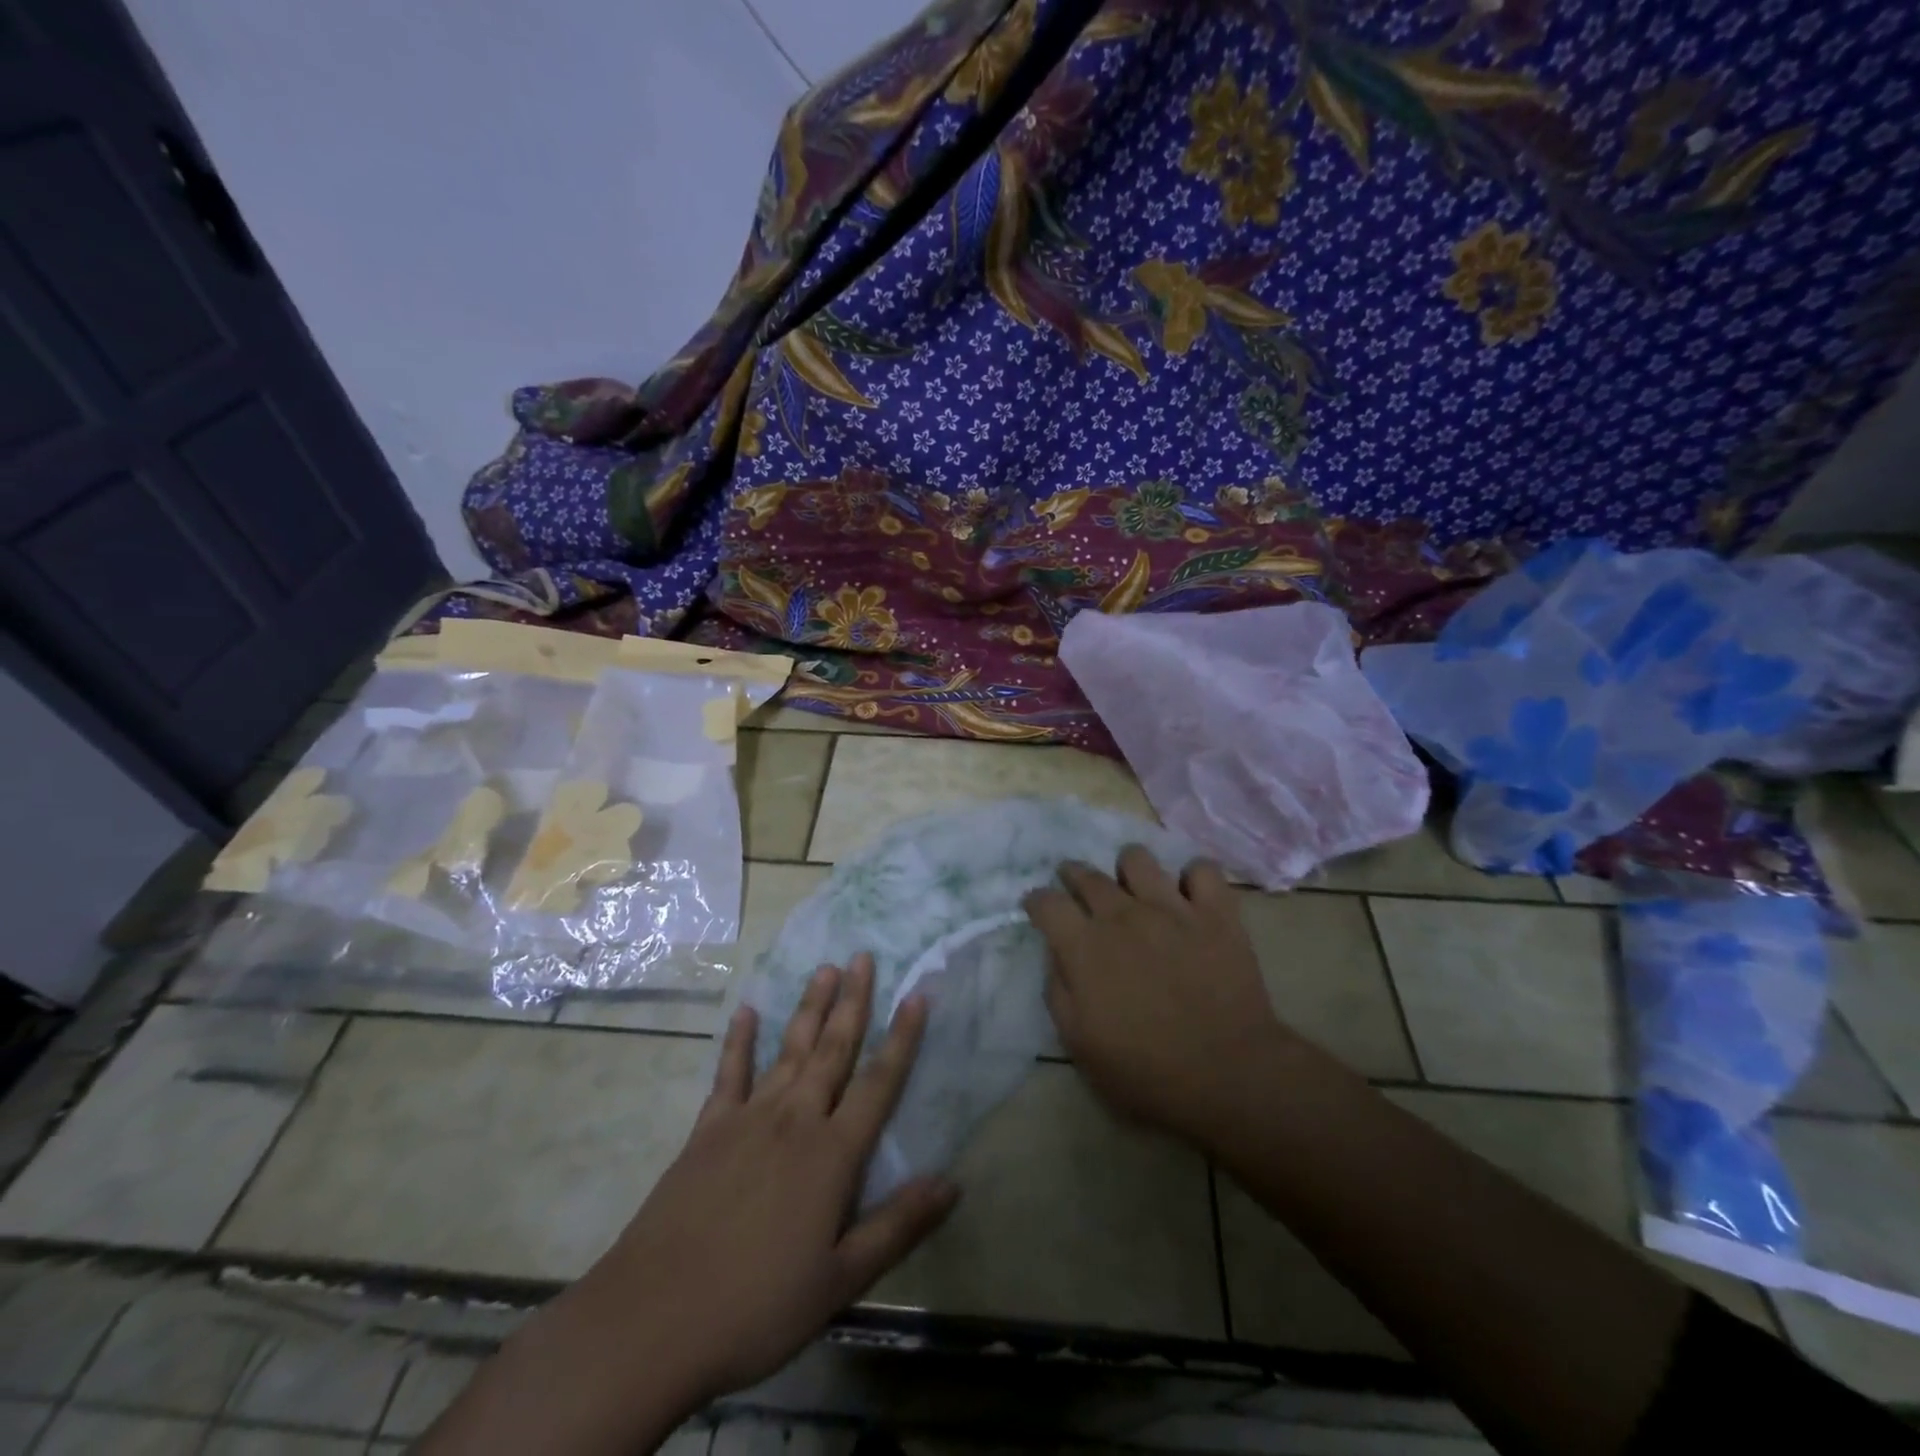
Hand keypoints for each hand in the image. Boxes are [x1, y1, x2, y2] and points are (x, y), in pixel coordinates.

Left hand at [583, 956, 958, 1405]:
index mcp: (832, 1154)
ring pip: (789, 1049)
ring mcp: (748, 1118)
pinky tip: (747, 1012)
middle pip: (833, 1049)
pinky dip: (740, 1040)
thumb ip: (898, 1226)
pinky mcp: (708, 1129)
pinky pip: (730, 1073)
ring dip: (810, 1007)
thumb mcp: (841, 1280)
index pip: (879, 1083)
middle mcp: (795, 1119)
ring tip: (825, 968)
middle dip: (853, 1000)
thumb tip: (952, 1182)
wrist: (654, 1318)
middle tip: (863, 956)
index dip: (902, 1037)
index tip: (917, 994)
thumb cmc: (758, 1305)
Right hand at [1024, 848, 1299, 1150]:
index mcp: (1085, 947)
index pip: (1046, 902)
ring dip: (1127, 870)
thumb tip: (1057, 955)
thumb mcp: (1080, 1044)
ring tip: (1132, 888)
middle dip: (1073, 876)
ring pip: (1137, 859)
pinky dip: (1192, 877)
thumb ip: (1058, 991)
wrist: (1228, 1075)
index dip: (1037, 901)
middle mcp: (1123, 915)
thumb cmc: (1146, 1070)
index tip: (1038, 908)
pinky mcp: (1216, 912)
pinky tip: (1188, 896)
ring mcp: (1172, 908)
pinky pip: (1202, 869)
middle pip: (1087, 874)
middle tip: (1077, 888)